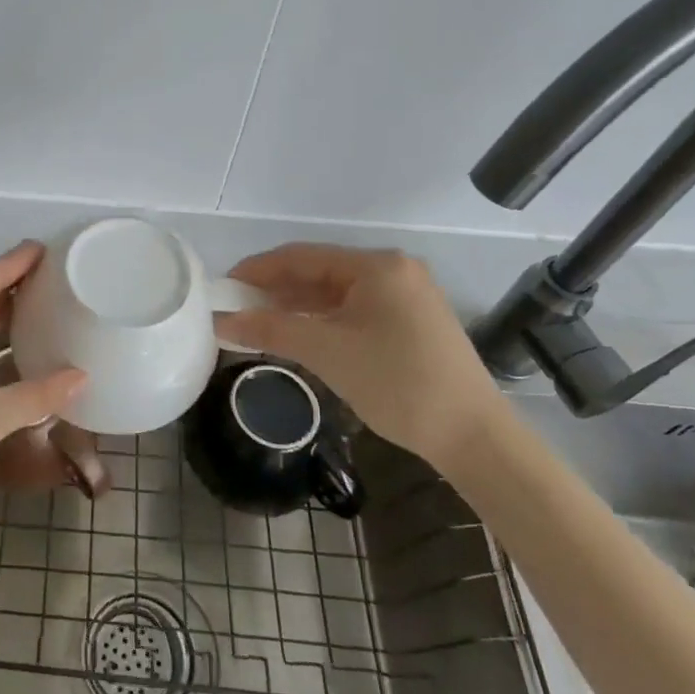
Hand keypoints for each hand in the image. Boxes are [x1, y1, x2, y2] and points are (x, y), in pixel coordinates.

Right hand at [215, 244, 508, 470]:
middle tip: (235, 308)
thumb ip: (270, 329)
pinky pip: (353, 311)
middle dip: (275, 289)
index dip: (257, 269)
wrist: (474, 437)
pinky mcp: (410, 322)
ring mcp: (405, 297)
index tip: (223, 286)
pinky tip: (297, 334)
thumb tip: (220, 322)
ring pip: (335, 293)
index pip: (301, 256)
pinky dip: (321, 320)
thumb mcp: (327, 352)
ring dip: (296, 306)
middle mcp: (393, 271)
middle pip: (318, 272)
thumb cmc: (398, 383)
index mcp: (377, 266)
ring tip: (257, 322)